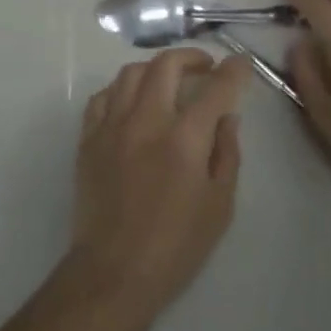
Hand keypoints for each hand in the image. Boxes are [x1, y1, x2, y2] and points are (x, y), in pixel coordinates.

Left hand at [65, 49, 248, 321]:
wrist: (113, 273)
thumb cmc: (175, 246)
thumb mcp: (219, 206)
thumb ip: (227, 154)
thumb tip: (227, 117)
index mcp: (184, 139)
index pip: (215, 89)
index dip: (233, 71)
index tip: (242, 63)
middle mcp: (146, 121)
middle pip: (166, 65)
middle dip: (191, 57)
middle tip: (205, 67)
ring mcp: (112, 126)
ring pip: (131, 73)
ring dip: (155, 68)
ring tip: (169, 79)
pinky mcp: (89, 138)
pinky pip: (103, 96)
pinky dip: (122, 89)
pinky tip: (133, 102)